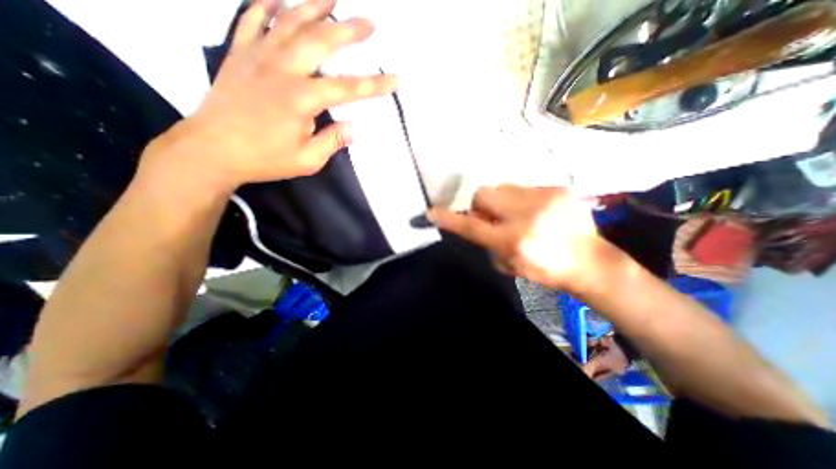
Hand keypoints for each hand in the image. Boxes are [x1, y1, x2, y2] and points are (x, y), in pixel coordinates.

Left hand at [139, 0, 397, 191]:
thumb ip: (332, 141)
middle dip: (348, 31)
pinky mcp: (239, 53)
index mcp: (302, 99)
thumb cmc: (264, 158)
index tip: (394, 79)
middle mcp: (282, 69)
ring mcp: (258, 56)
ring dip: (313, 6)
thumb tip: (355, 128)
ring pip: (289, 21)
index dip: (373, 84)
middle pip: (320, 41)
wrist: (211, 149)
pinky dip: (266, 5)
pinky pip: (252, 20)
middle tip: (369, 23)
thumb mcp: (307, 160)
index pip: (347, 88)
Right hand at [431, 185, 618, 293]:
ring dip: (502, 201)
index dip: (449, 219)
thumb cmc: (545, 270)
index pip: (472, 227)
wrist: (589, 262)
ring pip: (502, 187)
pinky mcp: (558, 189)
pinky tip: (537, 212)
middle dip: (481, 205)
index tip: (431, 213)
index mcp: (513, 241)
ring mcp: (544, 198)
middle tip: (492, 217)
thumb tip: (477, 223)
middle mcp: (525, 216)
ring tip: (518, 214)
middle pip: (483, 193)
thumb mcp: (509, 264)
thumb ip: (488, 243)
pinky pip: (524, 187)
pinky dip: (522, 199)